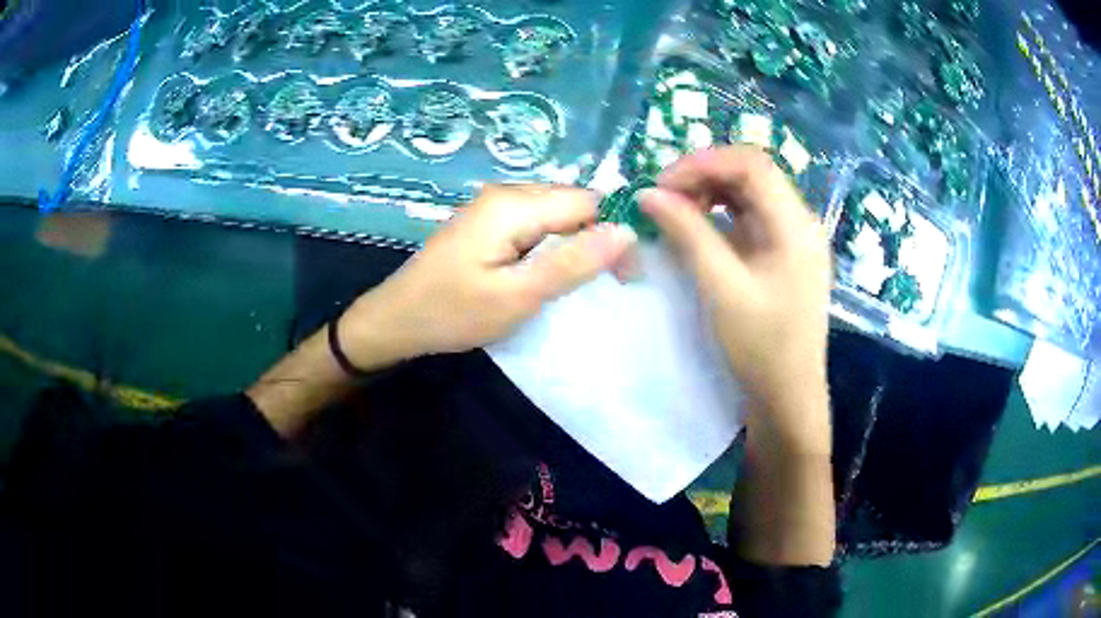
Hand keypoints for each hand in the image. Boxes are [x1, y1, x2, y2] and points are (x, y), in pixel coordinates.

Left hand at [340, 184, 637, 366]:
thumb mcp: (518, 296)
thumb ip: (572, 263)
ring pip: (555, 212)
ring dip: (577, 241)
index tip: (628, 274)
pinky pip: (534, 221)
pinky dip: (553, 242)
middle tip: (612, 281)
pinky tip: (551, 268)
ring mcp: (493, 204)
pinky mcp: (487, 220)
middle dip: (599, 235)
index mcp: (514, 204)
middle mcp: (505, 192)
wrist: (396, 319)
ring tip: (585, 278)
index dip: (615, 232)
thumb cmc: (453, 312)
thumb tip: (626, 232)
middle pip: (572, 202)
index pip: (587, 202)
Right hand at [639, 146, 831, 450]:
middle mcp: (800, 221)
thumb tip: (649, 193)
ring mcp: (792, 237)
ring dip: (709, 193)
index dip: (704, 162)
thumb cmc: (761, 347)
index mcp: (796, 225)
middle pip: (750, 173)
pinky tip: (696, 229)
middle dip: (704, 176)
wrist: (787, 397)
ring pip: (748, 193)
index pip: (752, 164)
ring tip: (675, 213)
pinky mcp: (781, 254)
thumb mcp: (722, 289)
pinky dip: (719, 215)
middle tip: (663, 198)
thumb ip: (688, 234)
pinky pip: (749, 218)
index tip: (662, 183)